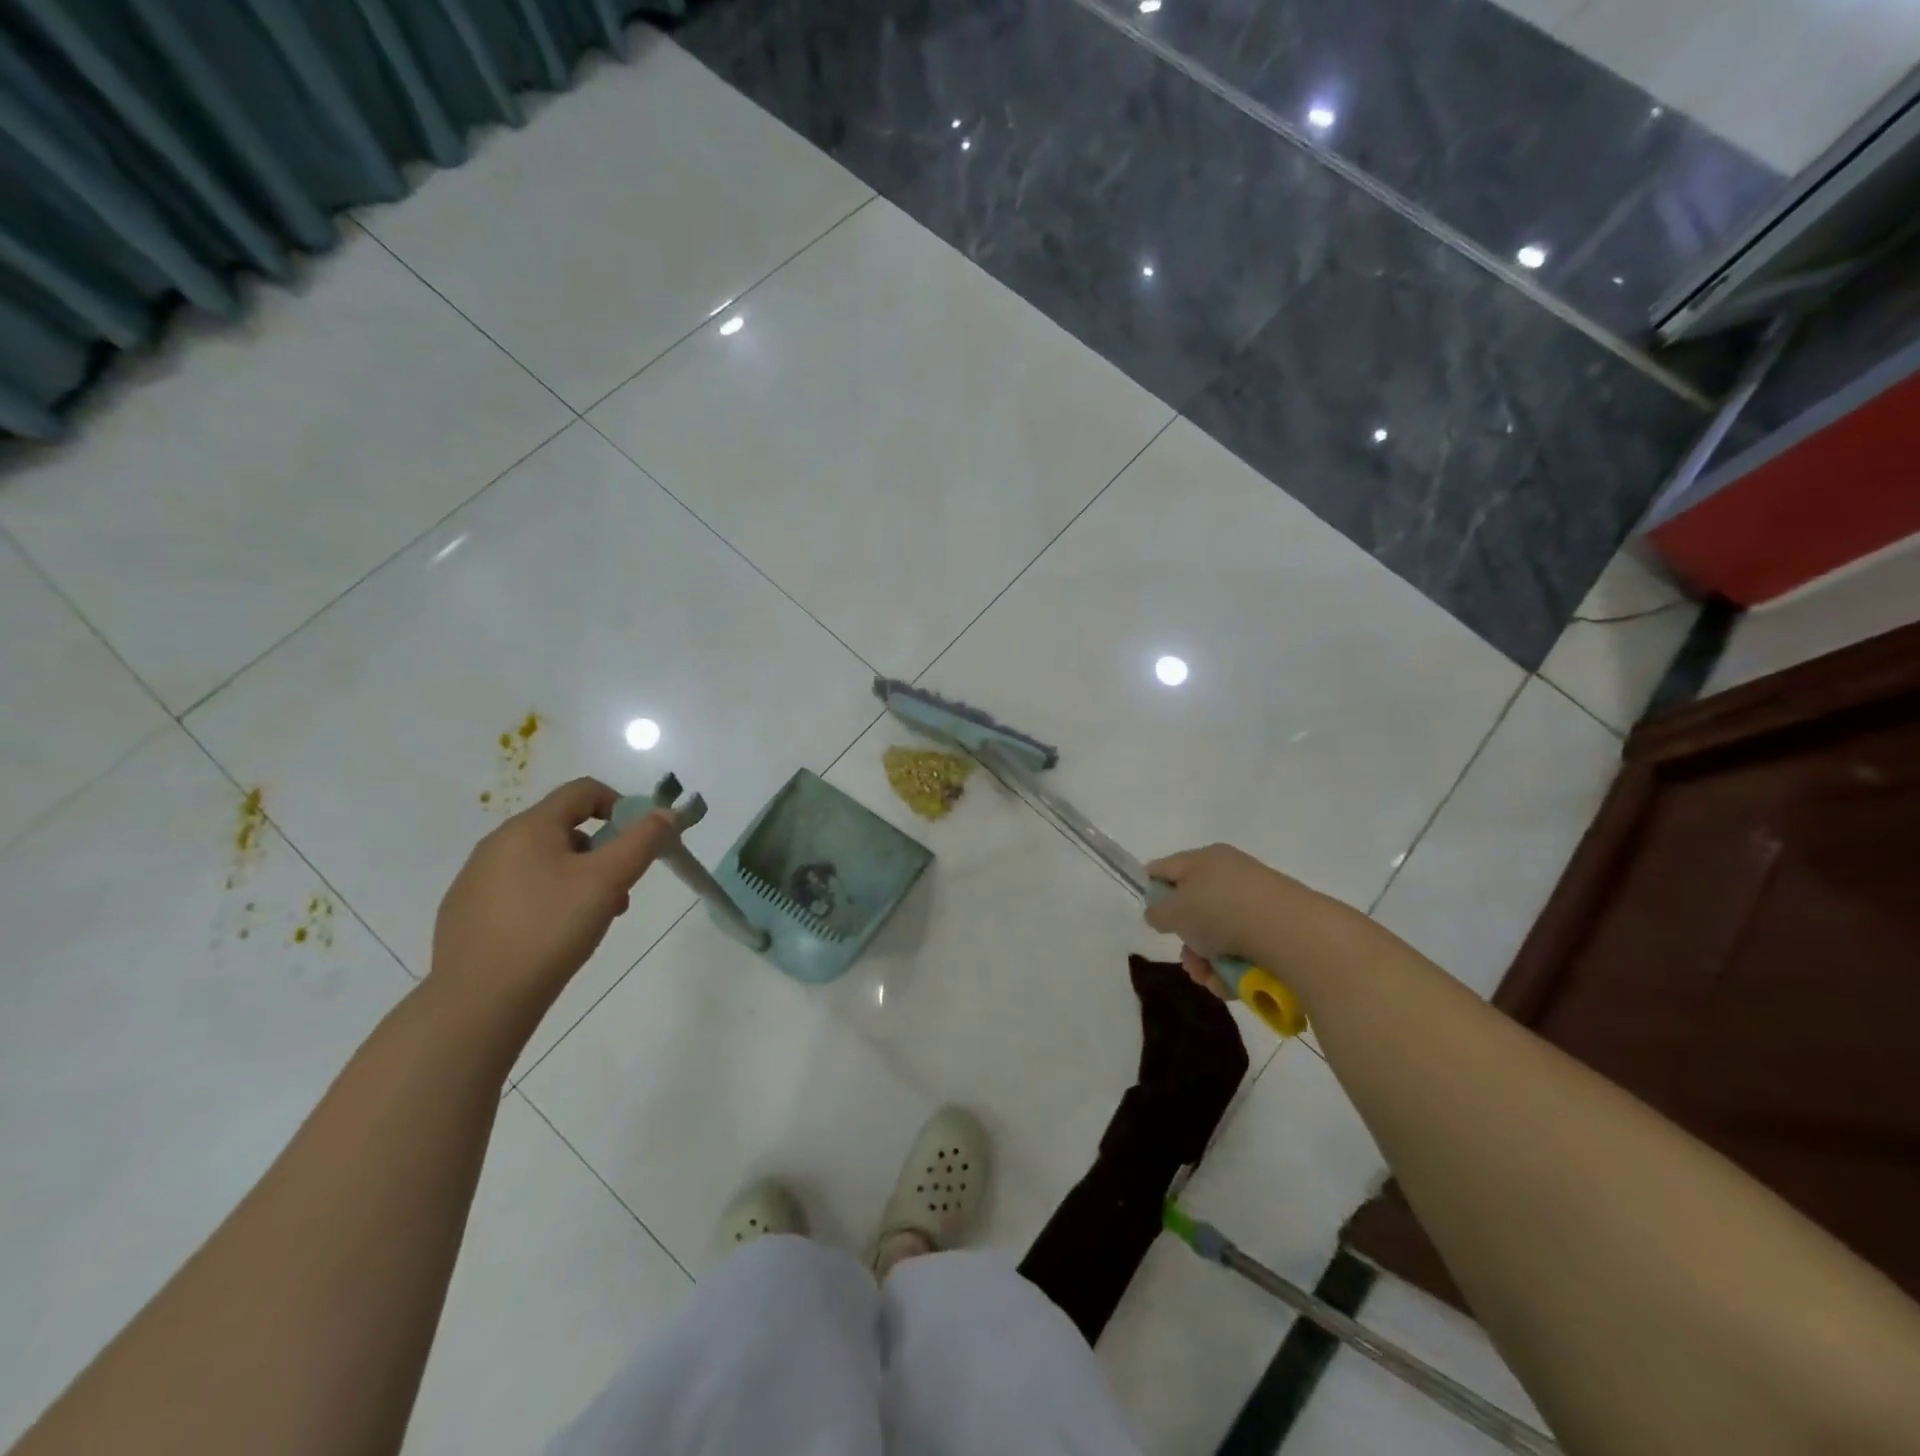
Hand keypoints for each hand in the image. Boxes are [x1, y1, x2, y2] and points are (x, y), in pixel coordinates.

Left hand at [431, 778, 675, 1025]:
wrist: (478, 1001)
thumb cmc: (551, 929)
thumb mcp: (608, 881)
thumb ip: (642, 841)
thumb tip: (666, 813)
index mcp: (529, 827)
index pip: (583, 791)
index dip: (620, 805)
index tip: (638, 841)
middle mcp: (497, 843)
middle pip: (564, 827)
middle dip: (601, 851)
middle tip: (619, 890)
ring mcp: (475, 878)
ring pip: (542, 860)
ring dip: (577, 876)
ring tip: (591, 919)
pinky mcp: (465, 911)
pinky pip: (518, 888)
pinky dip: (546, 898)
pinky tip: (552, 935)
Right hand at [1144, 843, 1354, 999]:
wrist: (1290, 933)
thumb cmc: (1222, 911)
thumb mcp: (1175, 911)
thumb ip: (1158, 911)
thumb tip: (1159, 912)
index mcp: (1205, 859)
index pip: (1167, 868)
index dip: (1152, 888)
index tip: (1150, 915)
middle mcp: (1231, 876)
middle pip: (1194, 909)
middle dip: (1186, 940)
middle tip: (1187, 958)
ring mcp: (1256, 904)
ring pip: (1217, 937)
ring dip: (1207, 962)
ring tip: (1210, 978)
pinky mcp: (1276, 931)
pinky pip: (1242, 951)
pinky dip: (1231, 970)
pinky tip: (1230, 984)